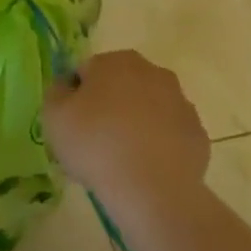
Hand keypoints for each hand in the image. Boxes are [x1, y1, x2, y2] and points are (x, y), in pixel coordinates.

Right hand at [43, 51, 209, 213]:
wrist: (151, 189)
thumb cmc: (95, 144)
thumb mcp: (53, 115)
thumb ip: (56, 92)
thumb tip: (67, 86)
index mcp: (116, 61)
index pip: (85, 71)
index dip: (74, 96)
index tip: (70, 123)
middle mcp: (153, 72)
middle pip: (120, 85)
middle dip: (108, 105)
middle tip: (93, 139)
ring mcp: (181, 102)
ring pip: (147, 108)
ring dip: (134, 123)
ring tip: (119, 158)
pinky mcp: (197, 133)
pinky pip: (168, 133)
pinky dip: (157, 144)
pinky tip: (144, 167)